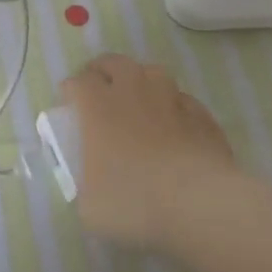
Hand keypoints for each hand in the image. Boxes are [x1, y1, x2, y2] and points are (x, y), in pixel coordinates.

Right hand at [59, 54, 271, 252]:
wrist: (198, 205)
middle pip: (115, 63)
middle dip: (104, 71)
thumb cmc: (133, 202)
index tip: (68, 103)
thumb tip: (93, 191)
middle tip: (100, 89)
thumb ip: (86, 189)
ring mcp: (172, 102)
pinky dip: (175, 107)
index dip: (71, 90)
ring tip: (139, 99)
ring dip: (142, 81)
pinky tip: (175, 124)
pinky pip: (185, 101)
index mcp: (98, 108)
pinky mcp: (203, 118)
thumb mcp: (90, 207)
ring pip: (154, 73)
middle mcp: (133, 94)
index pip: (78, 82)